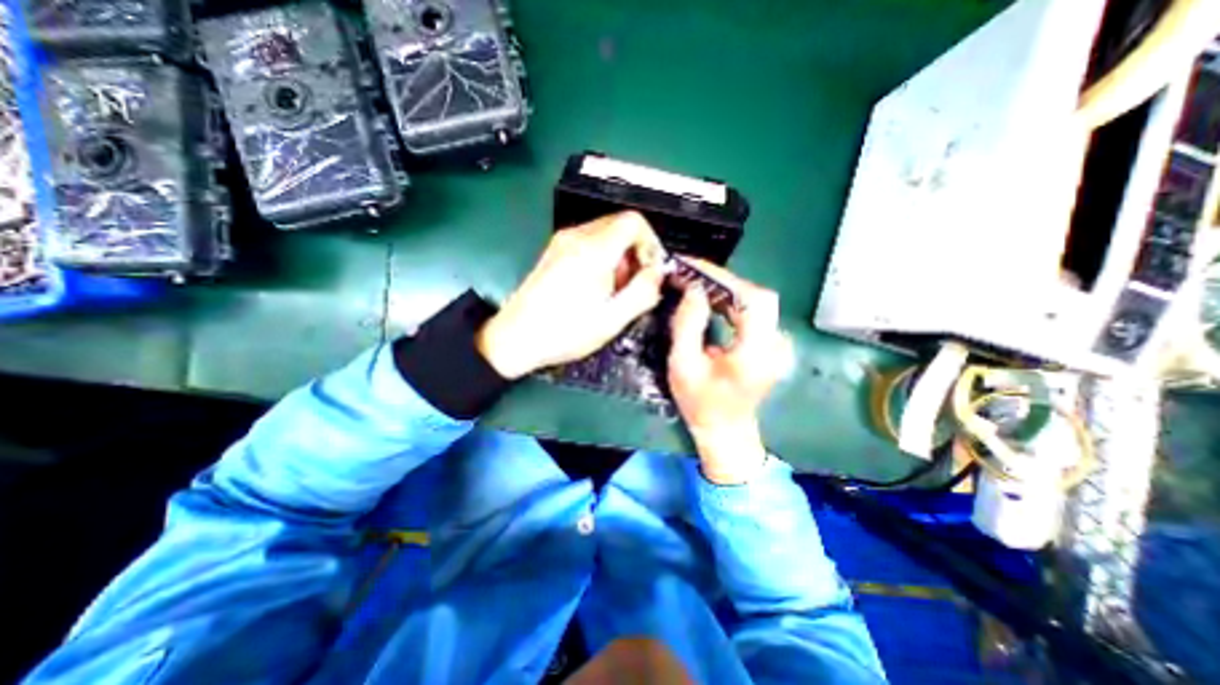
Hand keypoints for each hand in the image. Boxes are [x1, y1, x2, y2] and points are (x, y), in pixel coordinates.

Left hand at [475, 213, 666, 379]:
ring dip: (618, 255)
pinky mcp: (554, 250)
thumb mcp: (613, 319)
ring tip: (612, 290)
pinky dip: (602, 256)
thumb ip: (643, 292)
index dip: (651, 242)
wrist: (516, 337)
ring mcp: (562, 241)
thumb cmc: (565, 332)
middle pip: (620, 224)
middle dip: (635, 251)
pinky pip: (588, 241)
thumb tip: (657, 273)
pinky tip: (594, 286)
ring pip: (605, 232)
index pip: (634, 221)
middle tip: (631, 284)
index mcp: (594, 250)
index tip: (649, 270)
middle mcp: (576, 236)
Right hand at [663, 260, 786, 484]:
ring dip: (725, 289)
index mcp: (757, 353)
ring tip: (695, 283)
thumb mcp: (683, 366)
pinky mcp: (772, 343)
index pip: (752, 299)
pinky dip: (732, 300)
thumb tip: (693, 289)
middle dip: (721, 281)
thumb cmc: (700, 403)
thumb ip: (687, 325)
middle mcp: (776, 345)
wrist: (725, 430)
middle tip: (690, 274)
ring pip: (756, 300)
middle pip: (756, 296)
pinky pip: (754, 311)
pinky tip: (711, 299)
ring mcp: (778, 344)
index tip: (694, 267)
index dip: (724, 278)